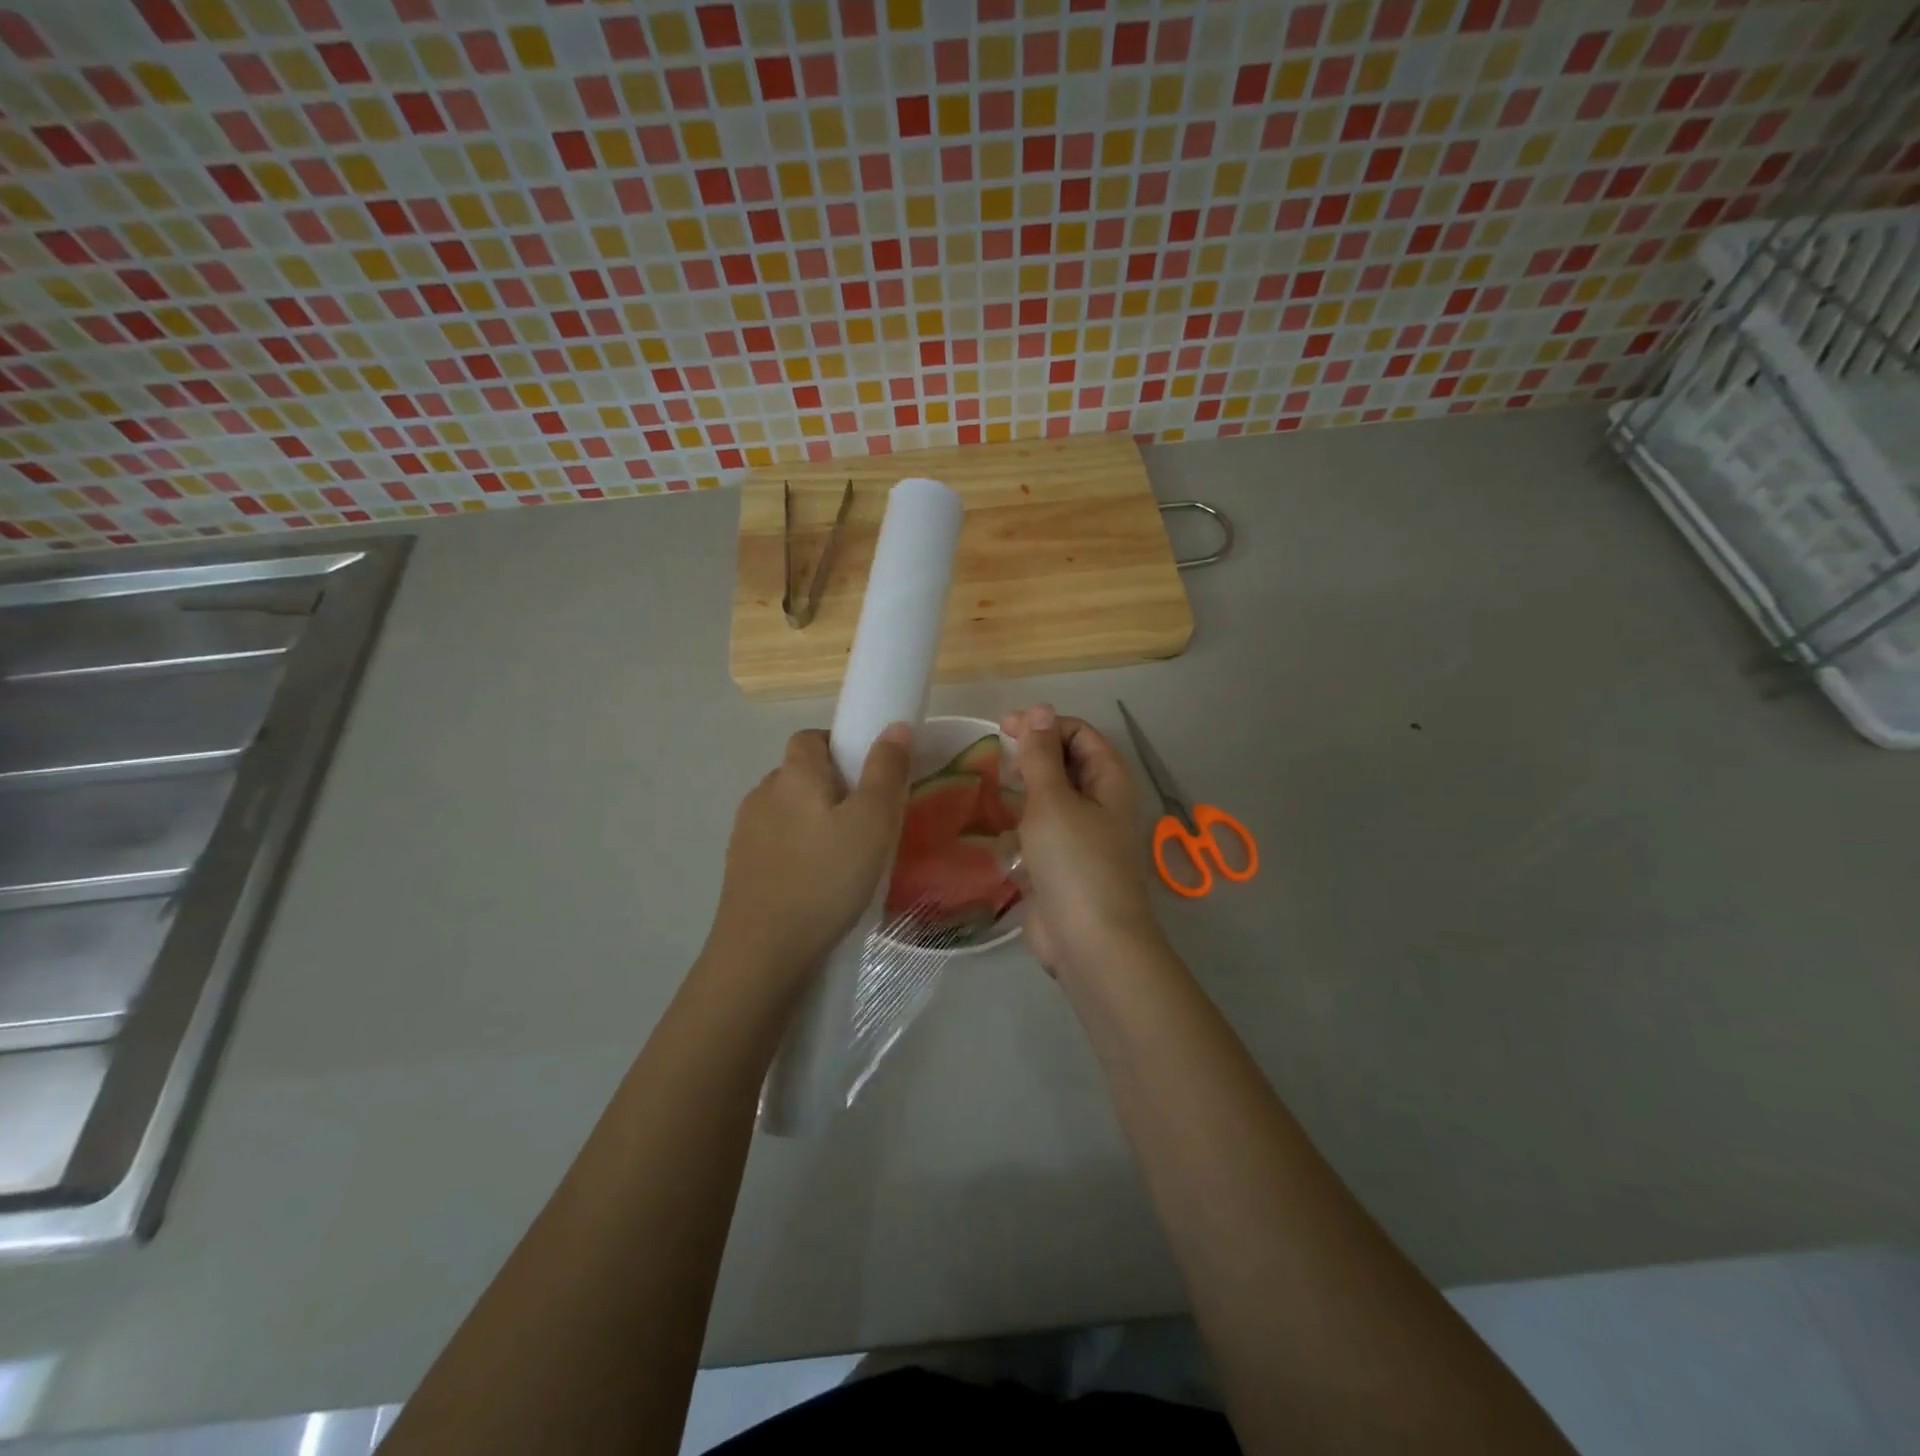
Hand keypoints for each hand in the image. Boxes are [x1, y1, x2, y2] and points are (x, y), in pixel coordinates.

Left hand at [707, 725, 912, 989]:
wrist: (764, 951)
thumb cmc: (826, 878)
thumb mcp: (873, 822)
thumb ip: (886, 770)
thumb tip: (894, 726)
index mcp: (794, 774)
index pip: (811, 738)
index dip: (840, 747)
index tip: (868, 777)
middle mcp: (763, 793)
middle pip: (799, 774)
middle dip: (831, 787)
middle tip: (866, 821)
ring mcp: (745, 832)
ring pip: (787, 811)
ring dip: (812, 821)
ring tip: (843, 856)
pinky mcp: (739, 867)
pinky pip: (775, 843)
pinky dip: (796, 851)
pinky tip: (815, 882)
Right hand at [1000, 705, 1163, 976]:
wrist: (1090, 942)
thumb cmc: (1075, 862)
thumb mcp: (1053, 800)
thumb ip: (1042, 755)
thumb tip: (1039, 709)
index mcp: (1108, 780)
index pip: (1079, 733)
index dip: (1044, 724)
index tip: (1004, 728)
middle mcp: (1100, 803)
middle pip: (1067, 763)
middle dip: (1033, 753)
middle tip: (993, 754)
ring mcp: (1082, 835)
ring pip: (1052, 798)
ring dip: (1024, 788)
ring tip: (989, 784)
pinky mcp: (1063, 864)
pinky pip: (1041, 831)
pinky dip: (1021, 822)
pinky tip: (995, 825)